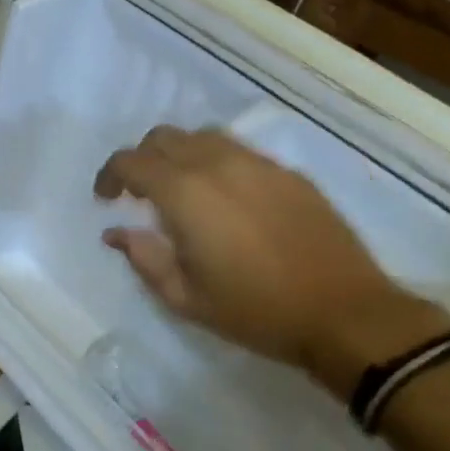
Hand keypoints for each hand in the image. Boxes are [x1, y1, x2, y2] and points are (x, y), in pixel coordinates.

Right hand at [94, 127, 449, 395]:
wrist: (344, 313)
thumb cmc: (255, 311)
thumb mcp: (185, 298)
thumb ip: (144, 258)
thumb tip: (117, 233)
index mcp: (186, 194)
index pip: (131, 161)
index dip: (109, 175)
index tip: (105, 199)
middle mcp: (218, 164)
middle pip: (164, 137)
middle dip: (142, 160)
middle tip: (139, 195)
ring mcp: (258, 164)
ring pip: (202, 137)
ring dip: (179, 156)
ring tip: (180, 191)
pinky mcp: (288, 173)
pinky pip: (238, 151)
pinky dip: (215, 162)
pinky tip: (224, 199)